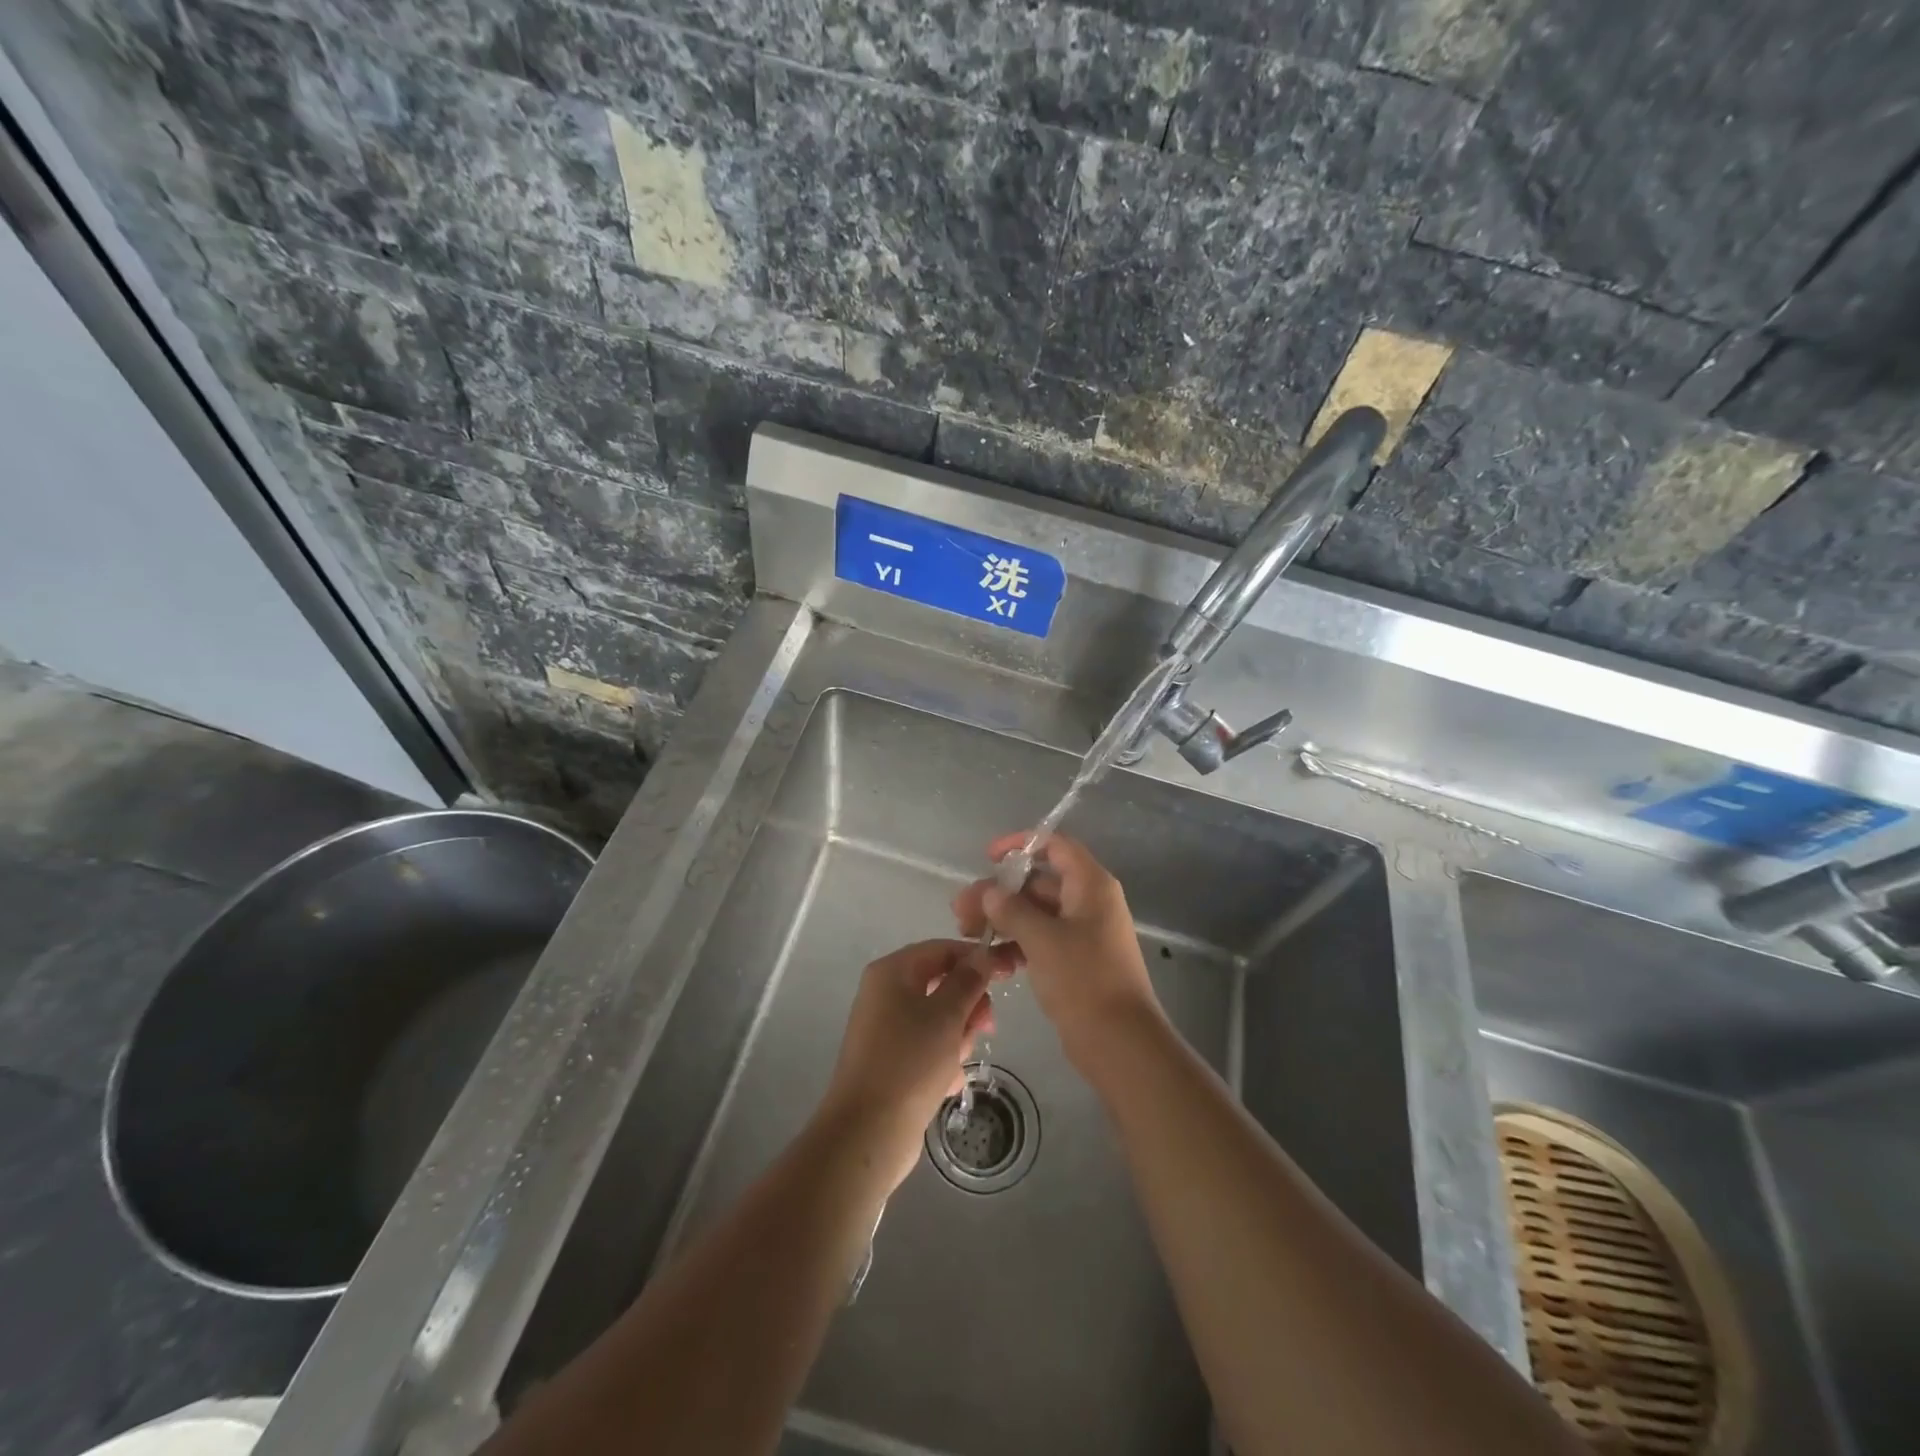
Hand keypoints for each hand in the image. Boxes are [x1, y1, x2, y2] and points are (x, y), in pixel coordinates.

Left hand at [817, 939, 1011, 1190]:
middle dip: (968, 1006)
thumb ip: (968, 980)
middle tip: (984, 1028)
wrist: (868, 1132)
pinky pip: (928, 1047)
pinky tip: (947, 1083)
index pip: (942, 950)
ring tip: (956, 1064)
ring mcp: (887, 1028)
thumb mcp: (947, 1015)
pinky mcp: (892, 1060)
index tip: (1009, 974)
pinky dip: (943, 1060)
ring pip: (939, 1019)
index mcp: (892, 972)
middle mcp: (886, 994)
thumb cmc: (910, 1061)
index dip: (977, 959)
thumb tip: (984, 954)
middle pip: (942, 984)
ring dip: (958, 1038)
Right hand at [953, 832, 1161, 1070]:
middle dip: (999, 893)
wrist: (1120, 1042)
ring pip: (1036, 913)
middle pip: (1039, 882)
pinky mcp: (1076, 960)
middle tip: (961, 911)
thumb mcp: (1042, 940)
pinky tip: (991, 958)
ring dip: (1003, 919)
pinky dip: (1017, 943)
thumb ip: (1012, 910)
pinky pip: (1042, 939)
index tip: (988, 858)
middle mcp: (1089, 901)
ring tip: (968, 934)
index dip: (1021, 845)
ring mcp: (1084, 932)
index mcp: (1090, 885)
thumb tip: (990, 892)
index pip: (1055, 846)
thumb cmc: (1084, 980)